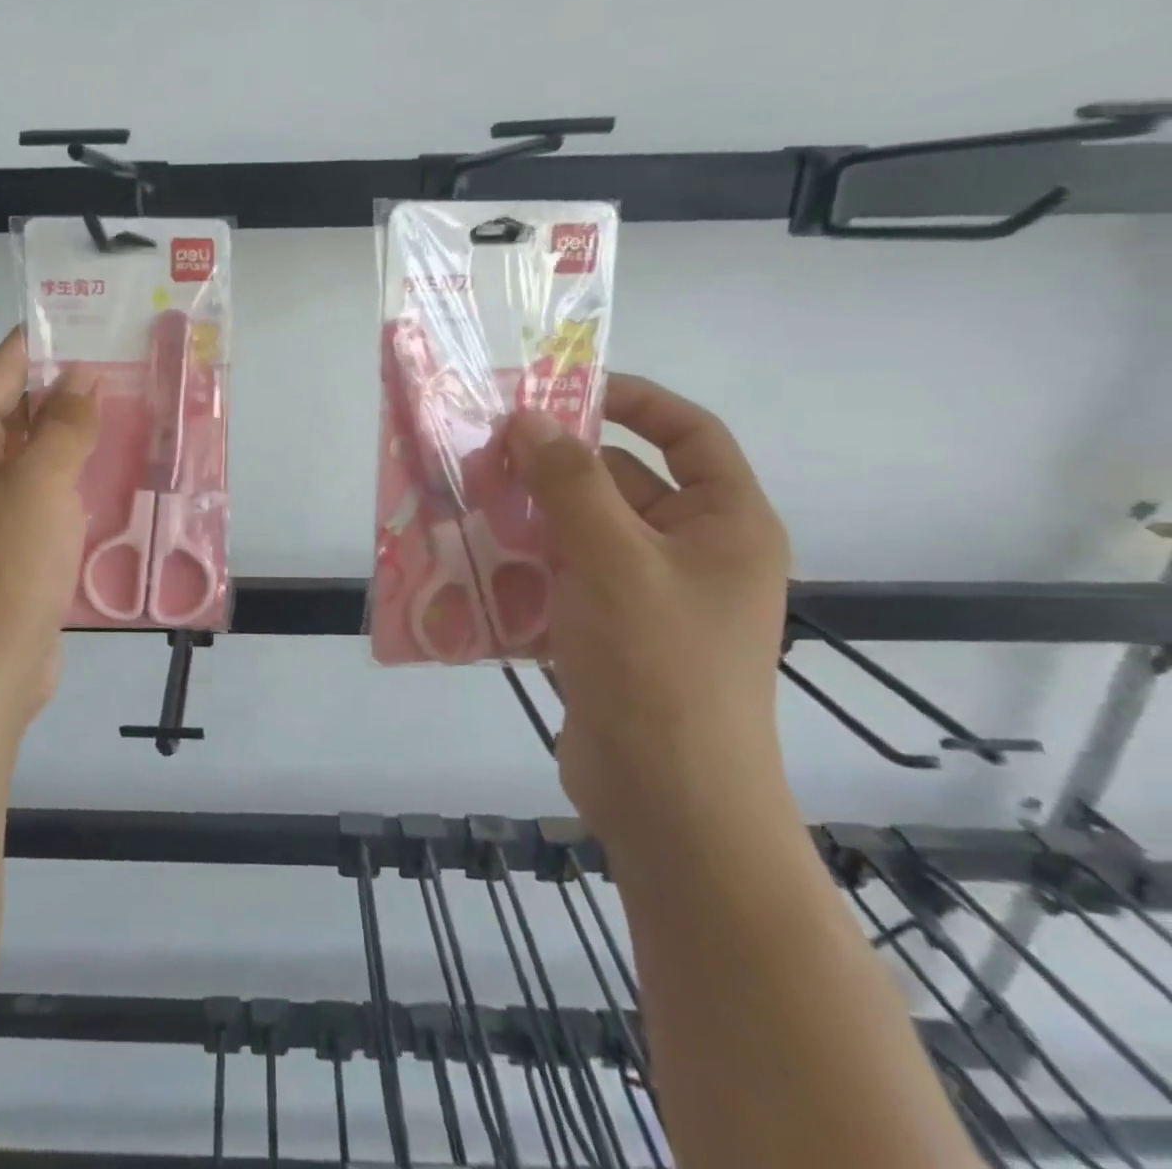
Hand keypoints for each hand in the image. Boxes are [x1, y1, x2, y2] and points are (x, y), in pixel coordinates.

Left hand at [0, 329, 99, 734]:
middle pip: (17, 409)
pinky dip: (73, 480)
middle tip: (133, 368)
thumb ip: (63, 424)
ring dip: (76, 438)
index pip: (2, 369)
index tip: (97, 322)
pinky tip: (115, 472)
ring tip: (136, 411)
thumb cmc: (3, 569)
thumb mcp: (39, 485)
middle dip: (70, 391)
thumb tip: (81, 375)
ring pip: (34, 454)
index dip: (48, 343)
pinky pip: (41, 493)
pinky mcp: (4, 541)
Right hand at [505, 374, 791, 847]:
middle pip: (621, 483)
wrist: (669, 803)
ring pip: (581, 533)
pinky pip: (562, 579)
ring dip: (530, 518)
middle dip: (556, 467)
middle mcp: (692, 552)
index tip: (564, 390)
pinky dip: (524, 567)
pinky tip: (473, 562)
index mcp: (725, 524)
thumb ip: (569, 483)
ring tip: (468, 502)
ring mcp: (647, 597)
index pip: (690, 433)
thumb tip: (527, 420)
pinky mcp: (608, 634)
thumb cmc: (659, 666)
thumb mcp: (613, 560)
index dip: (634, 400)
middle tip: (487, 452)